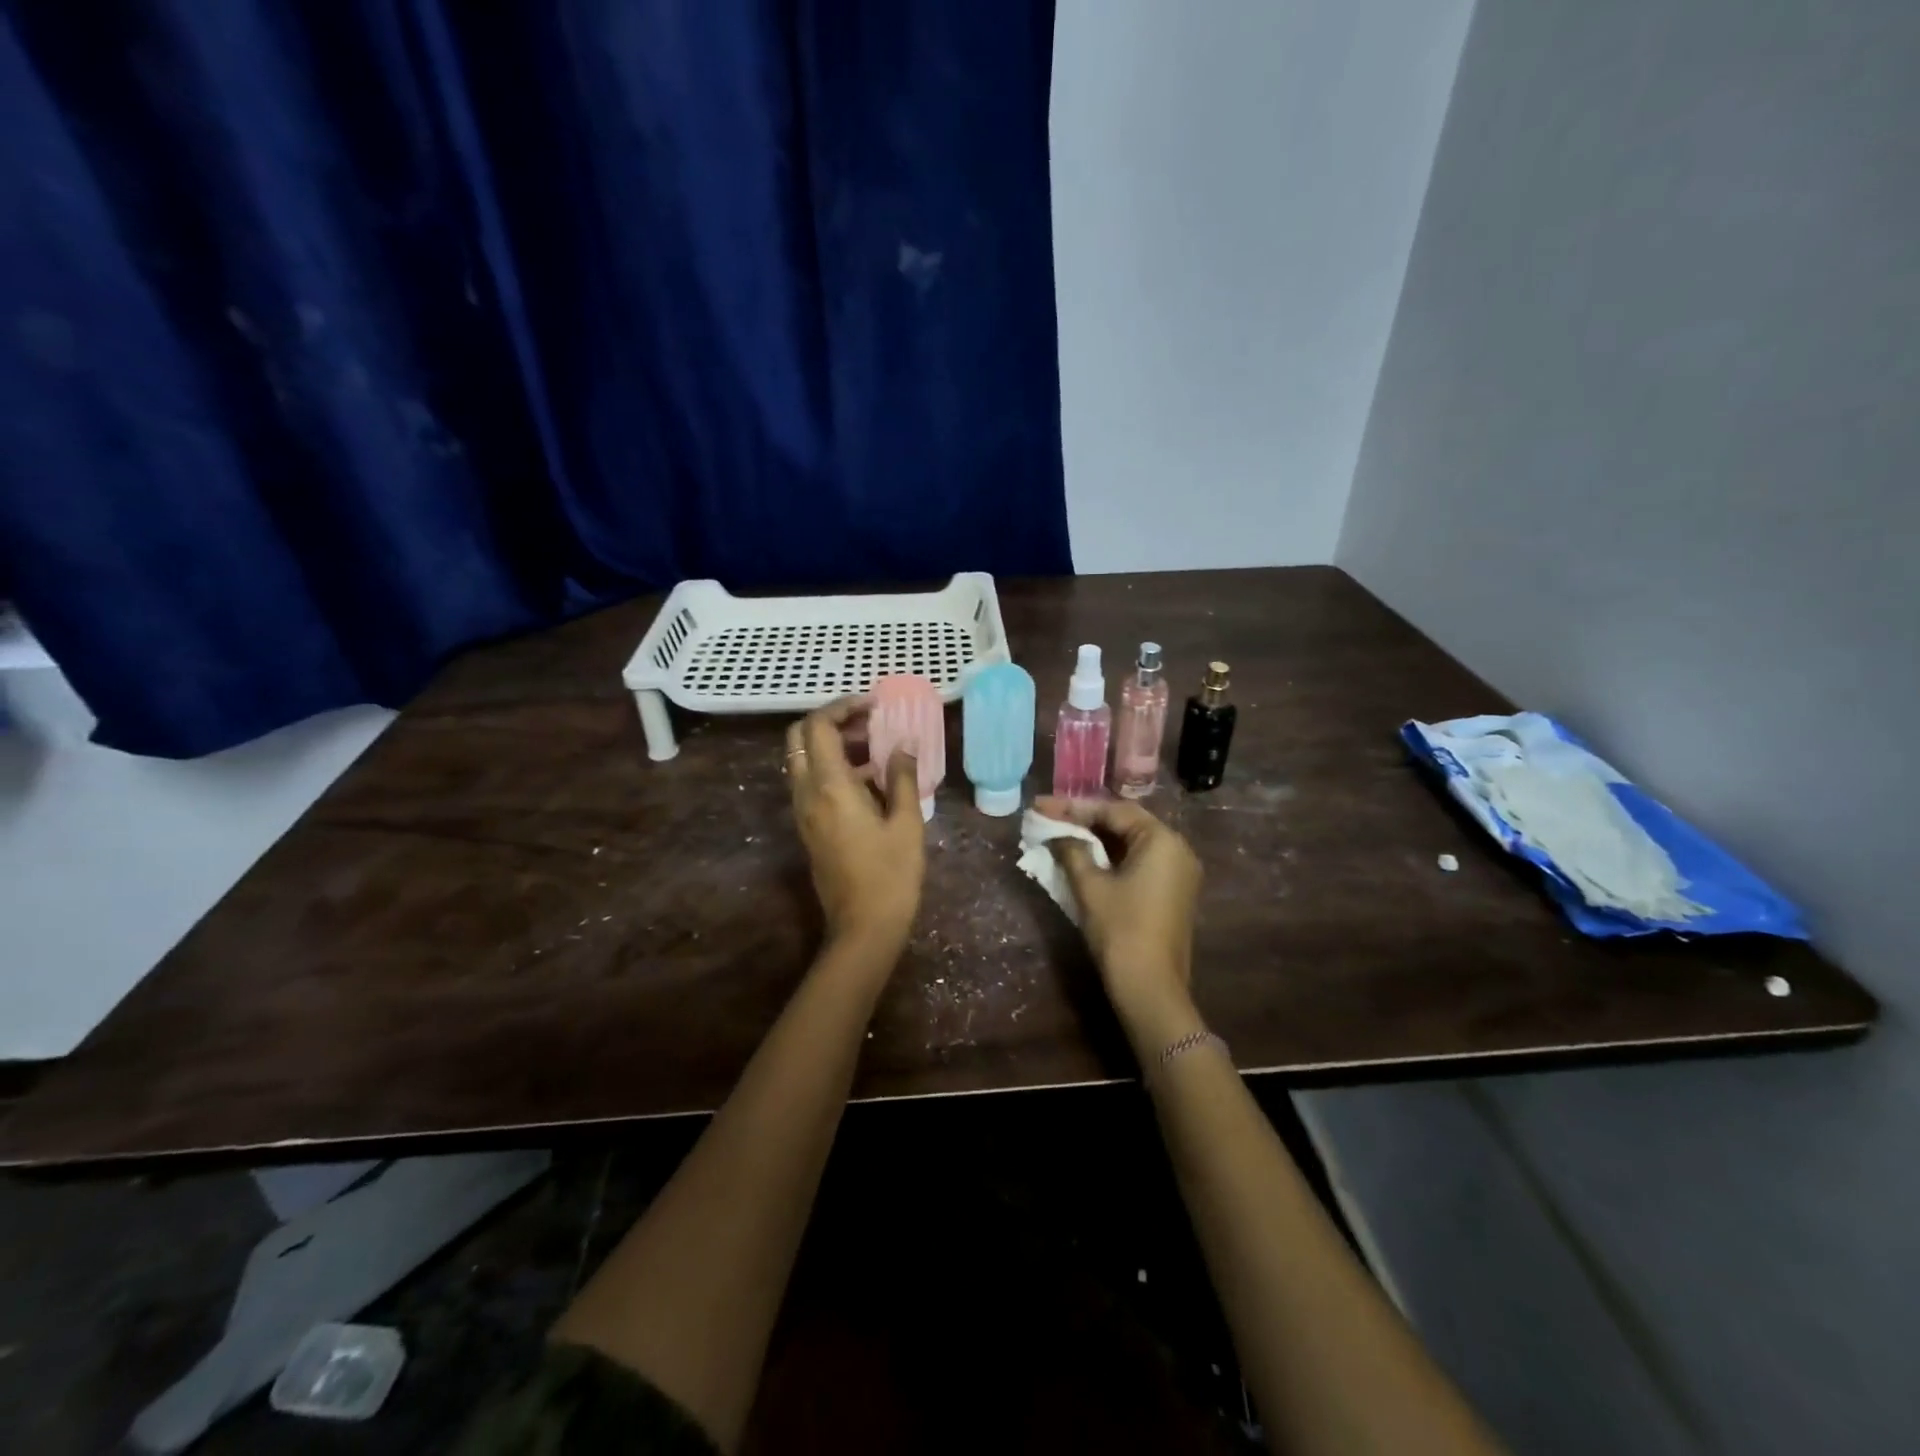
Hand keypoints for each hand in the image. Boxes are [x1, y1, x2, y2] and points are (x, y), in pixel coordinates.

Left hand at [787, 698, 924, 954]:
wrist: (863, 927)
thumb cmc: (891, 875)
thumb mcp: (907, 823)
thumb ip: (903, 778)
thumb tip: (902, 746)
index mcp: (830, 787)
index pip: (818, 727)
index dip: (842, 707)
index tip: (873, 705)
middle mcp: (807, 794)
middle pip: (799, 738)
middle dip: (830, 721)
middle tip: (867, 722)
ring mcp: (803, 812)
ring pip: (802, 760)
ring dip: (830, 744)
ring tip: (874, 747)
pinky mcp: (808, 827)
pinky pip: (809, 782)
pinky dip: (830, 767)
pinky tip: (868, 779)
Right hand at [1033, 796, 1203, 1047]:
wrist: (1151, 989)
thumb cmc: (1120, 931)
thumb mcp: (1090, 887)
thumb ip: (1072, 851)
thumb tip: (1057, 834)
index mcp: (1162, 840)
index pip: (1114, 811)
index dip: (1074, 807)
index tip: (1042, 806)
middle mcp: (1177, 849)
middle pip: (1126, 822)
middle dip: (1086, 819)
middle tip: (1050, 816)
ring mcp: (1179, 872)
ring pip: (1132, 842)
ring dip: (1098, 838)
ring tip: (1062, 832)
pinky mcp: (1173, 892)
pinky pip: (1140, 861)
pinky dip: (1113, 856)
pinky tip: (1085, 856)